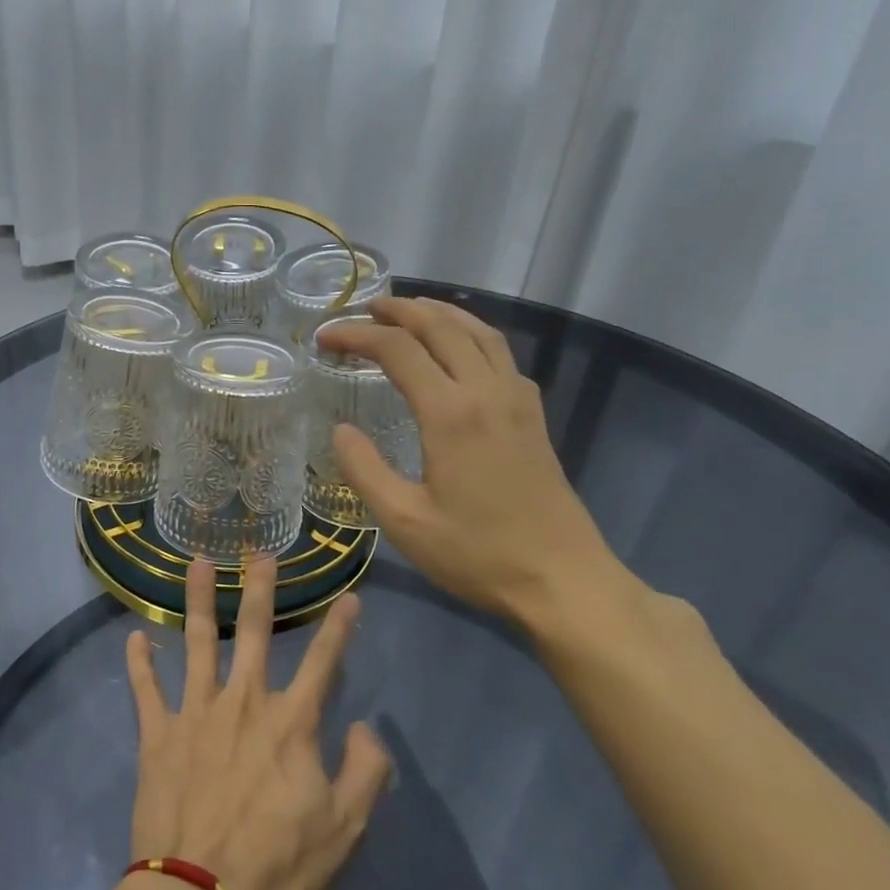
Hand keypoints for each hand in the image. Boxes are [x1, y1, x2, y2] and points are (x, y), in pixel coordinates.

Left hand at [123, 558, 390, 889]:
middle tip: (260, 552)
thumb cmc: (280, 866)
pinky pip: (146, 690)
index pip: (325, 663)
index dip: (341, 628)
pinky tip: (134, 637)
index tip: (350, 596)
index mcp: (291, 722)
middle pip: (256, 632)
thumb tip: (365, 727)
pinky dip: (139, 663)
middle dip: (260, 588)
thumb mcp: (345, 828)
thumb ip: (366, 772)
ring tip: (197, 563)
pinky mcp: (158, 735)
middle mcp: (244, 702)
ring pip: (198, 643)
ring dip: (199, 600)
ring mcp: (196, 713)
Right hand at [318, 296, 639, 638]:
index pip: (398, 350)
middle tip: (365, 309)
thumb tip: (341, 431)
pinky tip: (459, 351)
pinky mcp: (533, 415)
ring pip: (478, 332)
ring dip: (440, 313)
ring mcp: (517, 400)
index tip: (326, 337)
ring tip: (409, 312)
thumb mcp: (404, 522)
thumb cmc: (478, 555)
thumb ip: (365, 470)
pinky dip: (471, 335)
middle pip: (442, 326)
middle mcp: (487, 392)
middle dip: (399, 310)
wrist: (562, 581)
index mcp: (451, 413)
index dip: (357, 335)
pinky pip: (500, 353)